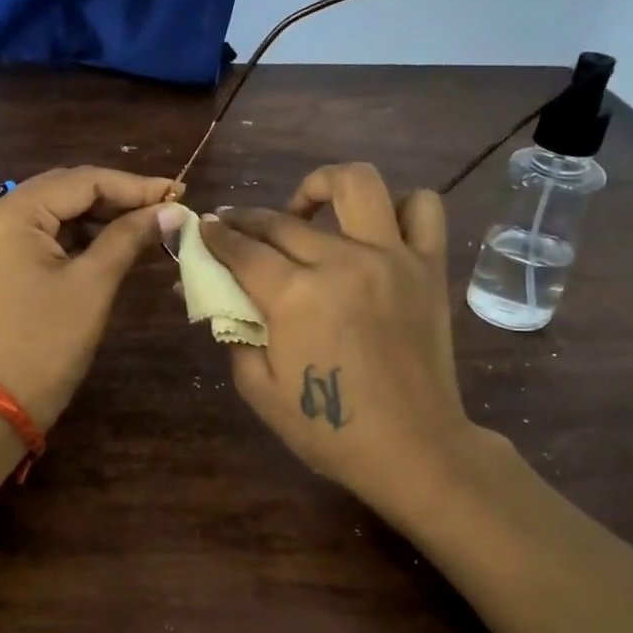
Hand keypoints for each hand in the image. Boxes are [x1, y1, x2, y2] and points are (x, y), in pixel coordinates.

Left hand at [0, 167, 181, 429]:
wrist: (0, 403)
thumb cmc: (48, 342)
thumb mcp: (94, 284)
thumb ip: (130, 236)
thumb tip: (173, 209)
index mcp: (10, 214)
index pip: (80, 181)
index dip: (133, 186)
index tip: (176, 193)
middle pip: (62, 190)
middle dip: (115, 198)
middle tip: (163, 208)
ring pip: (51, 211)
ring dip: (96, 217)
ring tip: (143, 225)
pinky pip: (37, 235)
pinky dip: (73, 237)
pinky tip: (109, 242)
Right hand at [187, 163, 476, 518]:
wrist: (412, 449)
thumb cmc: (328, 429)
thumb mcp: (259, 388)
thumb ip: (233, 331)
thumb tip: (214, 293)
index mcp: (294, 296)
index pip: (241, 248)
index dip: (216, 235)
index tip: (203, 227)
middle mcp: (341, 261)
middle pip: (282, 219)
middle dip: (247, 218)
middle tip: (236, 228)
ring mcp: (392, 258)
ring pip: (357, 183)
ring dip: (322, 186)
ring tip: (308, 210)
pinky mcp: (429, 267)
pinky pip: (423, 208)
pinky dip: (399, 206)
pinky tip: (375, 229)